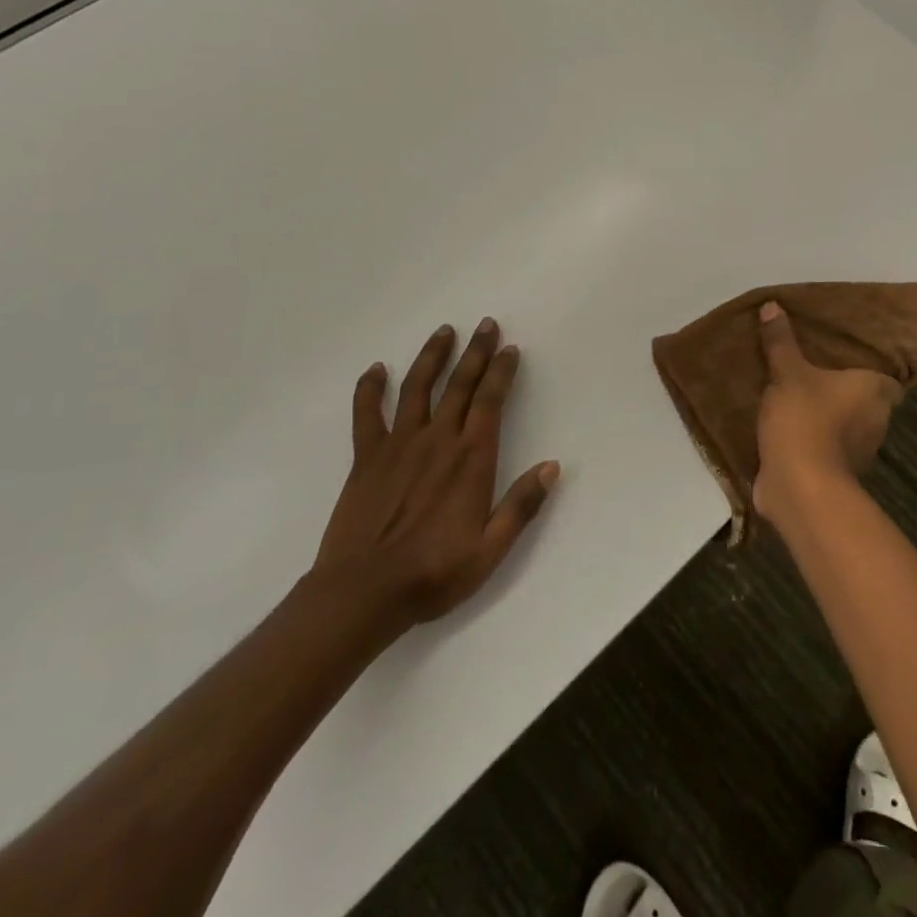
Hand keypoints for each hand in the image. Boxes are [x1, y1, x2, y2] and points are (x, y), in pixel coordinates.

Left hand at [310, 318, 559, 627]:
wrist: (363, 593)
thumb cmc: (433, 573)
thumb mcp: (490, 549)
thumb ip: (522, 505)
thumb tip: (552, 466)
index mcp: (471, 458)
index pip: (491, 400)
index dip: (501, 371)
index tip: (509, 348)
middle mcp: (438, 440)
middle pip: (460, 384)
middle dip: (475, 351)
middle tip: (486, 324)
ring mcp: (399, 444)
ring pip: (418, 388)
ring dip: (433, 356)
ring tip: (444, 331)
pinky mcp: (366, 457)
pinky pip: (367, 414)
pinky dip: (370, 389)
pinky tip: (376, 370)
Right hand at [752, 301, 901, 530]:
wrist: (799, 486)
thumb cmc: (804, 419)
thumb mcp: (787, 373)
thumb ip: (780, 342)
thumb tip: (773, 304)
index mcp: (875, 392)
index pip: (886, 379)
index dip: (870, 372)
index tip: (847, 363)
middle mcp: (877, 422)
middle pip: (865, 403)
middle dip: (844, 395)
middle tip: (815, 375)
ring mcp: (859, 454)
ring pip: (847, 429)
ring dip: (828, 421)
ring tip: (798, 401)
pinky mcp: (837, 477)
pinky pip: (827, 452)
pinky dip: (813, 445)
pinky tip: (789, 433)